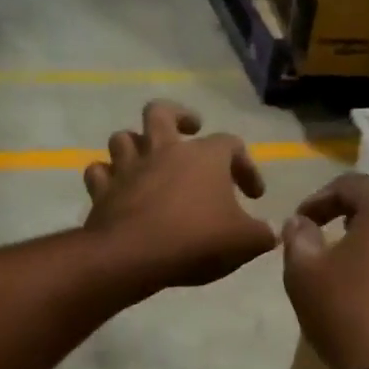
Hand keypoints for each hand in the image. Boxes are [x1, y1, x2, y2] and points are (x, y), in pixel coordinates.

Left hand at [84, 101, 277, 290]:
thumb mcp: (245, 243)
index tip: (253, 195)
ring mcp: (129, 168)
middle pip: (162, 112)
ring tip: (147, 158)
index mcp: (204, 157)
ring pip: (124, 137)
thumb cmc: (197, 241)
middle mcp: (164, 150)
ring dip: (135, 144)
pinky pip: (98, 172)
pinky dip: (106, 177)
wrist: (135, 256)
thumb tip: (270, 234)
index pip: (232, 145)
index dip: (246, 166)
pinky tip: (115, 187)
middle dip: (178, 116)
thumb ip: (261, 235)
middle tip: (189, 128)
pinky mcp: (103, 190)